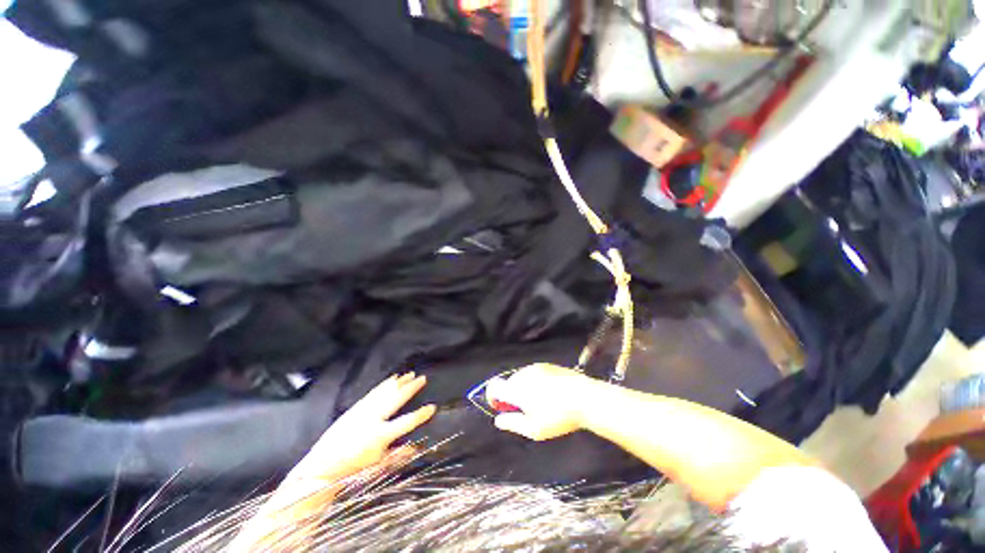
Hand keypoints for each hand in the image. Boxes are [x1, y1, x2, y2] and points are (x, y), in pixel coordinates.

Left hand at [290, 373, 435, 481]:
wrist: (321, 467)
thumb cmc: (352, 470)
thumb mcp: (377, 467)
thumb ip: (398, 456)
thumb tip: (417, 447)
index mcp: (381, 435)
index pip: (407, 422)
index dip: (421, 414)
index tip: (433, 407)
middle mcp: (374, 419)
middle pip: (397, 399)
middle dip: (411, 388)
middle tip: (422, 378)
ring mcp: (364, 411)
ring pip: (386, 392)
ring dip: (399, 382)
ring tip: (410, 374)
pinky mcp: (356, 407)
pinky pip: (374, 392)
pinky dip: (384, 384)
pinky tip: (391, 379)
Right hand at [486, 363, 596, 440]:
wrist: (585, 398)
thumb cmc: (558, 417)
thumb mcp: (534, 429)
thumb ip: (512, 423)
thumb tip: (498, 420)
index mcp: (516, 389)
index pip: (494, 386)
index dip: (493, 397)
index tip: (501, 408)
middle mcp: (523, 374)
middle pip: (508, 383)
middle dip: (511, 395)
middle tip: (525, 411)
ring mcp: (536, 367)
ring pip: (522, 378)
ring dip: (524, 388)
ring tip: (541, 402)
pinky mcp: (548, 365)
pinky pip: (534, 373)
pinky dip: (535, 382)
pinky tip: (550, 393)